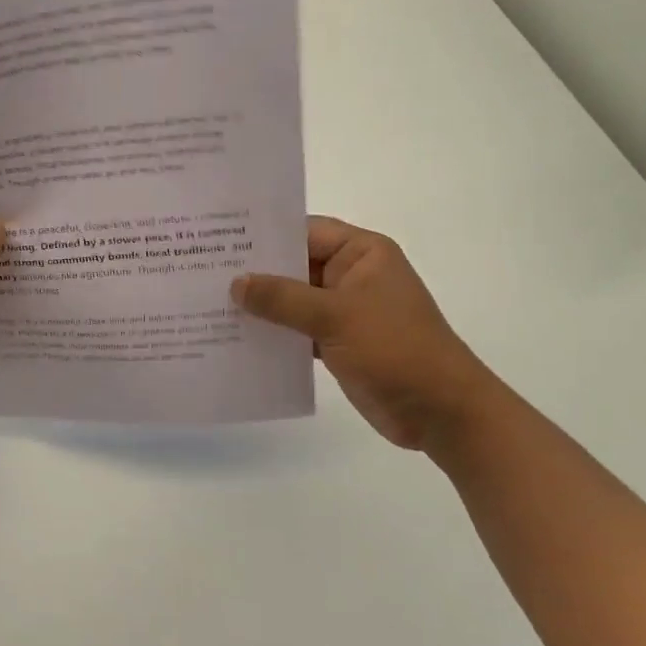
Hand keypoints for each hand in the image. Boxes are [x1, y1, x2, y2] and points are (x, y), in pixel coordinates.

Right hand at [231, 216, 501, 450]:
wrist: (442, 413)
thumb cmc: (396, 349)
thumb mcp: (336, 316)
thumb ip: (283, 298)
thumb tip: (235, 283)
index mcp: (362, 253)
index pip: (305, 231)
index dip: (265, 234)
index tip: (220, 237)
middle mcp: (351, 275)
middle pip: (295, 265)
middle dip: (256, 271)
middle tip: (203, 269)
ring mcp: (344, 310)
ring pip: (293, 299)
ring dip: (261, 305)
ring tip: (209, 302)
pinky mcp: (337, 342)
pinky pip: (297, 329)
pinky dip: (273, 333)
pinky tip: (235, 336)